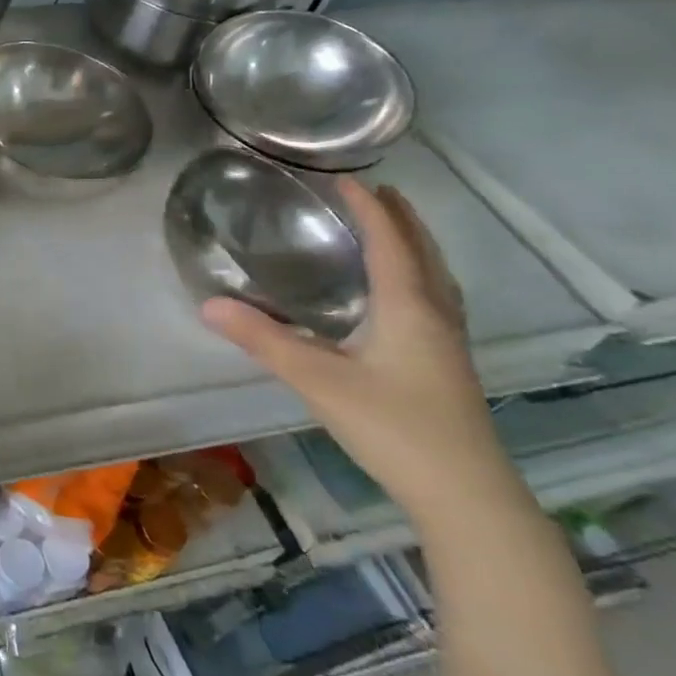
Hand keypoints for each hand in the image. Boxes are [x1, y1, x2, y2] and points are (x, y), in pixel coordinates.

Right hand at [202, 178, 515, 521]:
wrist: (467, 497)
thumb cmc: (395, 429)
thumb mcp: (318, 381)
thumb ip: (263, 340)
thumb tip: (208, 304)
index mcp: (409, 308)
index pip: (389, 241)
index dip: (368, 207)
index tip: (344, 178)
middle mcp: (435, 316)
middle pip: (423, 252)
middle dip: (399, 218)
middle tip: (372, 193)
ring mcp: (449, 343)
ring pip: (435, 277)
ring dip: (413, 245)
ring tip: (390, 230)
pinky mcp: (448, 366)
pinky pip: (434, 299)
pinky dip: (418, 275)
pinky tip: (401, 296)